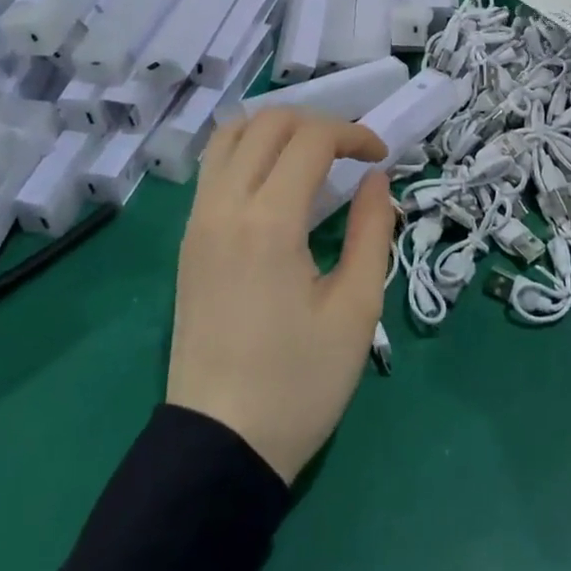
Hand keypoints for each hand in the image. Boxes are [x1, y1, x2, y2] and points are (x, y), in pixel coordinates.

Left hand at [167, 109, 395, 482]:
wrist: (219, 448)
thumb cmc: (298, 384)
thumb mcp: (356, 310)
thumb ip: (373, 231)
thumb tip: (377, 180)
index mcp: (268, 222)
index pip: (311, 138)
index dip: (354, 134)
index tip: (382, 158)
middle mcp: (224, 207)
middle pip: (268, 122)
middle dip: (318, 123)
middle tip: (351, 154)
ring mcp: (198, 221)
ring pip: (230, 135)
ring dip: (277, 130)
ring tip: (312, 156)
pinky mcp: (188, 240)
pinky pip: (214, 167)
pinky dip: (248, 150)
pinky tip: (276, 181)